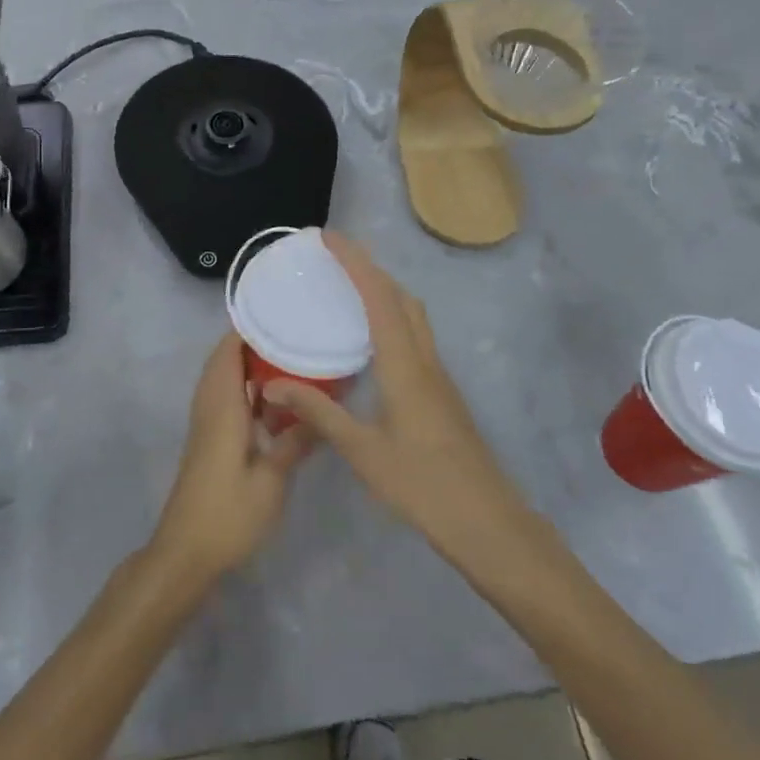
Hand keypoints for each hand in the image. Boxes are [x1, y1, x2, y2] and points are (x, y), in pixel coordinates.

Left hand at [149, 334, 309, 585]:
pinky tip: (275, 398)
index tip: (278, 310)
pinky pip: (225, 397)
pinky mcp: (208, 440)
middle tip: (293, 331)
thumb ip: (295, 442)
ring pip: (223, 378)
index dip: (247, 328)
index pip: (228, 351)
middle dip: (253, 341)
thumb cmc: (228, 514)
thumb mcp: (271, 481)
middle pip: (224, 359)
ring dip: (248, 364)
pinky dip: (245, 387)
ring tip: (289, 355)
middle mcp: (209, 407)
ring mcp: (206, 424)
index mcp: (222, 407)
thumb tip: (321, 411)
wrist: (185, 552)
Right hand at [265, 236, 531, 570]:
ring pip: (412, 315)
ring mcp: (438, 375)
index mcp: (405, 364)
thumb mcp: (362, 451)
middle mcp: (425, 359)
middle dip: (369, 267)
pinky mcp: (442, 393)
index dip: (354, 261)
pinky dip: (392, 317)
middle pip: (400, 296)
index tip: (327, 236)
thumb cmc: (423, 486)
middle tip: (333, 258)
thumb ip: (318, 413)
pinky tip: (371, 341)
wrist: (488, 522)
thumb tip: (272, 387)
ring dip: (383, 290)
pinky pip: (415, 336)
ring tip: (348, 288)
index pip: (378, 296)